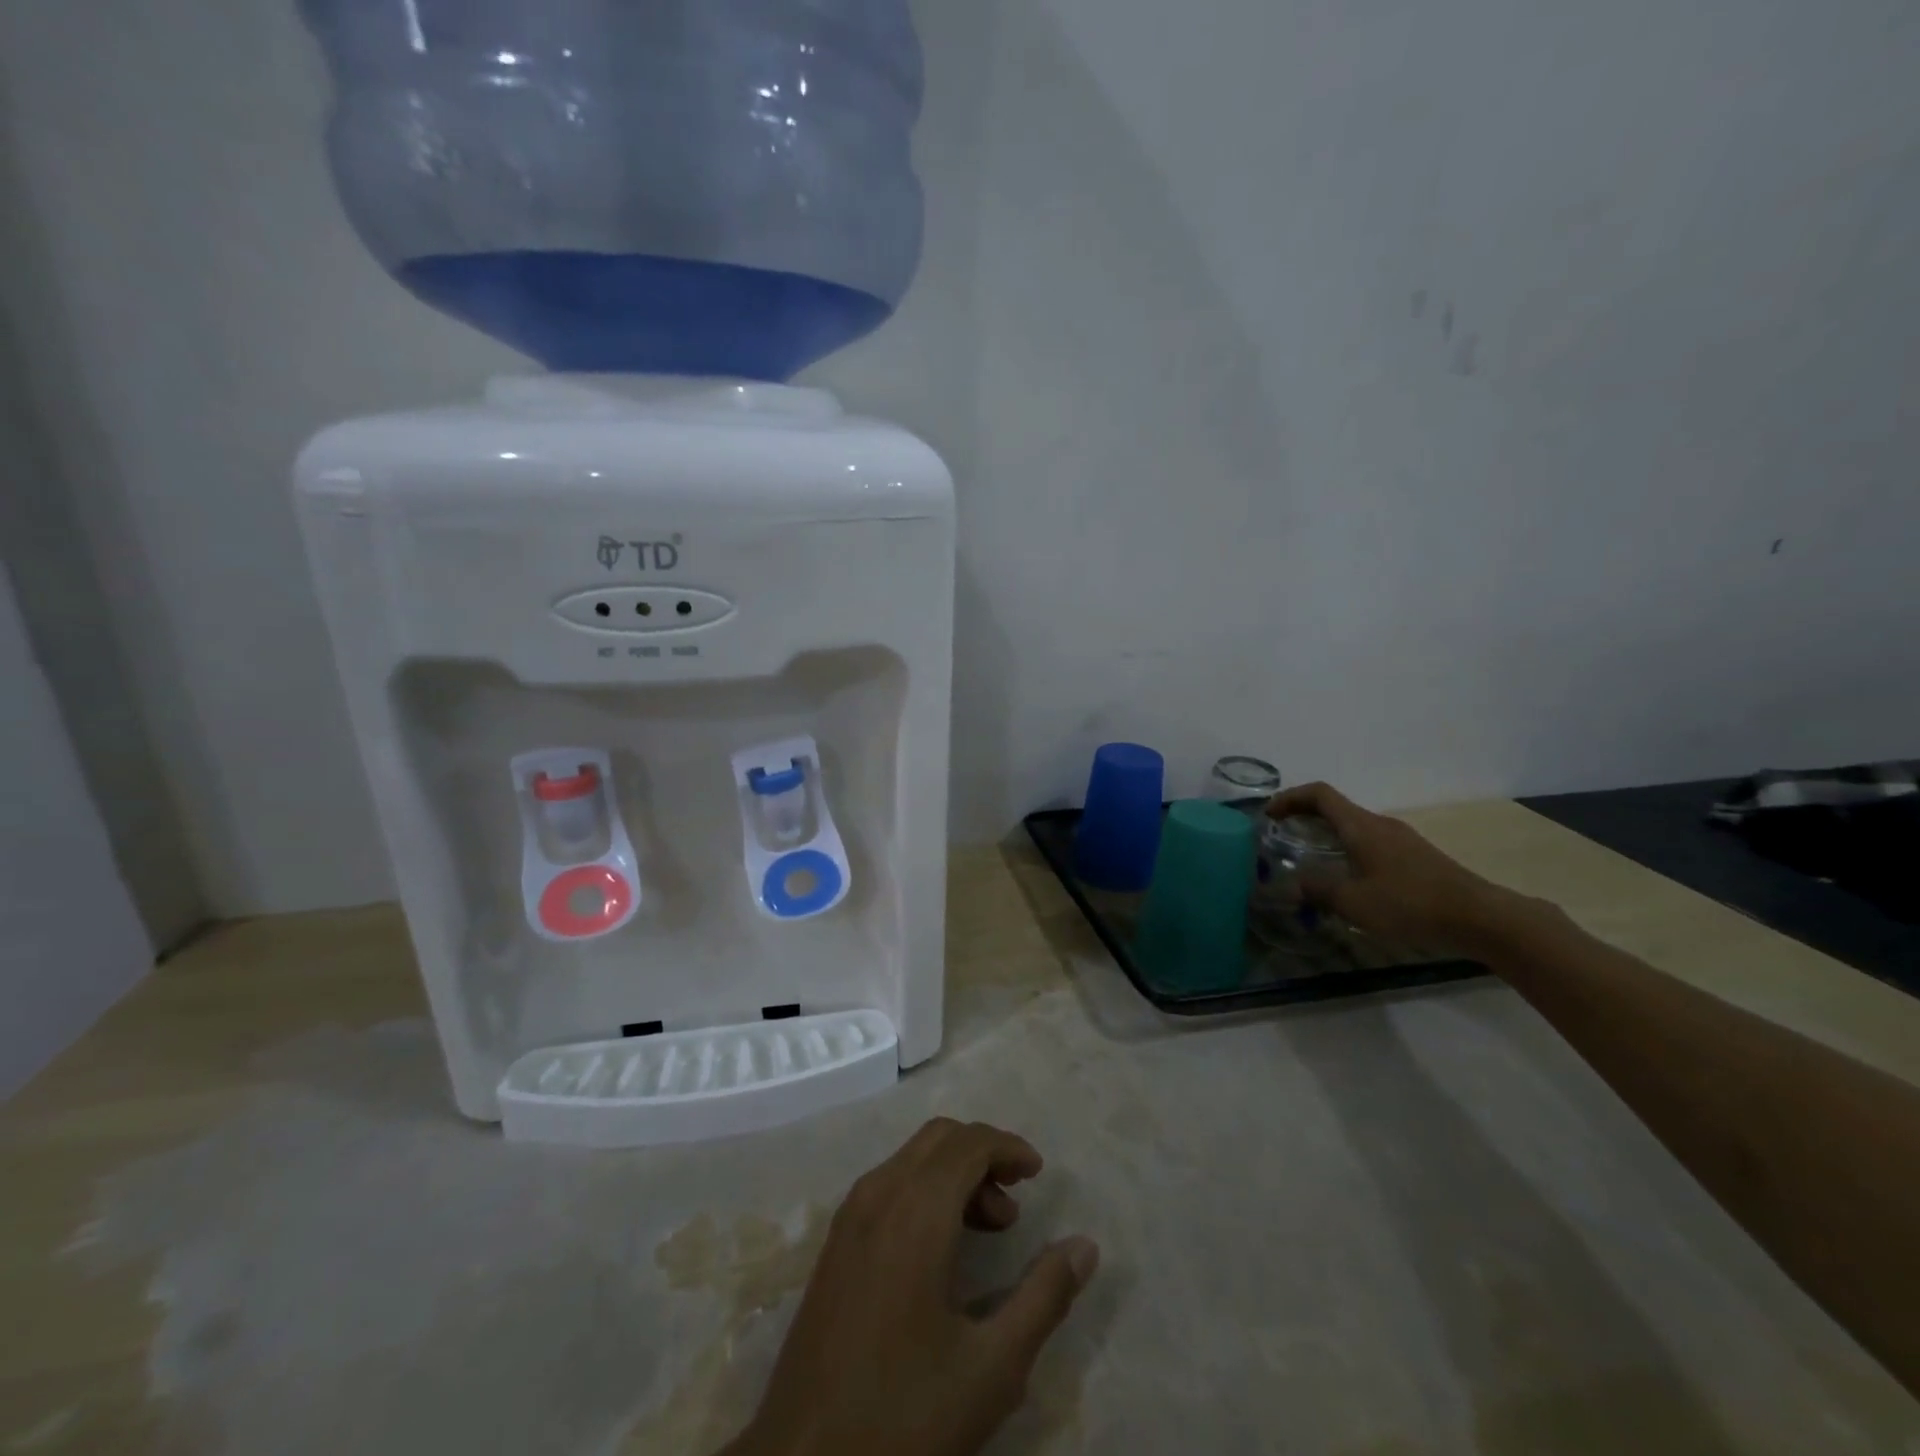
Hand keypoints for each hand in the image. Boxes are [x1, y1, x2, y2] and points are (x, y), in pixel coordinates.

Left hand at [725, 1118, 1099, 1455]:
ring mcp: (850, 1216)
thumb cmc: (904, 1413)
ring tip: (989, 1228)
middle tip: (1015, 1202)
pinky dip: (924, 1190)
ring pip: (911, 1159)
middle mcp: (878, 1195)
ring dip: (954, 1173)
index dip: (1008, 1147)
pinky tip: (942, 1248)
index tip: (1038, 1174)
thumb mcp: (992, 1367)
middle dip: (983, 1155)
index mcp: (915, 1212)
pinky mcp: (835, 1243)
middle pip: (939, 1139)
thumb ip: (1044, 1297)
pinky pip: (888, 1185)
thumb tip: (1085, 1246)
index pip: (968, 1143)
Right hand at [1266, 782, 1537, 954]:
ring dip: (1327, 834)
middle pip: (1335, 808)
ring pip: (1354, 826)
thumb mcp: (1354, 902)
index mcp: (1361, 827)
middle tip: (1281, 835)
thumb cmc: (1410, 904)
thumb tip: (1293, 884)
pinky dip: (1348, 848)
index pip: (1319, 794)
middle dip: (1304, 816)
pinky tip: (1348, 878)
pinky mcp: (1416, 857)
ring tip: (1310, 858)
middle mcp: (1380, 825)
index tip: (1269, 814)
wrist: (1480, 917)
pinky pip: (1370, 842)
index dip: (1290, 797)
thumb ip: (1318, 890)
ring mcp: (1401, 840)